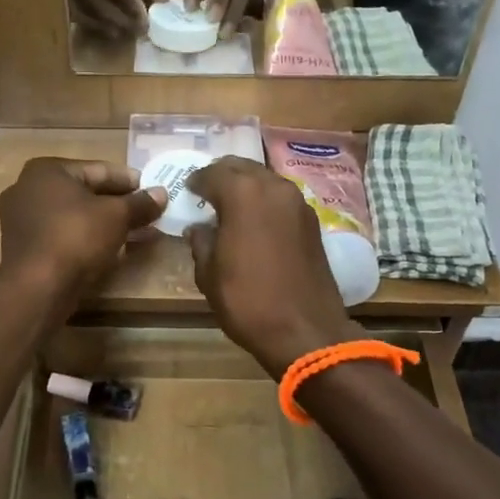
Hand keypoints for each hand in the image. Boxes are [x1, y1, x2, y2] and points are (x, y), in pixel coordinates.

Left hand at [0, 158, 166, 307]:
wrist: (36, 287)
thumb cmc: (75, 236)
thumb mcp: (116, 216)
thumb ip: (140, 203)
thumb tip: (162, 193)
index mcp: (47, 171)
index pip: (98, 170)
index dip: (130, 180)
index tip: (154, 190)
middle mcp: (29, 189)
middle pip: (87, 193)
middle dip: (121, 205)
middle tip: (151, 213)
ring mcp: (24, 221)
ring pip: (77, 217)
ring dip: (109, 224)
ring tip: (142, 232)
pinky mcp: (27, 248)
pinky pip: (66, 235)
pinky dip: (90, 239)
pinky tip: (116, 249)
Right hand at [185, 158, 359, 374]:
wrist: (306, 331)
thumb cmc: (248, 301)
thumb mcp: (209, 274)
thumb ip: (201, 242)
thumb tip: (199, 229)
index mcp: (243, 193)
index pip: (212, 173)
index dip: (196, 181)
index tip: (187, 191)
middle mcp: (273, 187)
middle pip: (242, 167)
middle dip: (222, 176)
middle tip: (207, 193)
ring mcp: (298, 202)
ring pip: (265, 179)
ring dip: (246, 186)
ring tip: (230, 206)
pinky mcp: (312, 221)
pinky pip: (281, 198)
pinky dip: (264, 201)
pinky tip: (254, 221)